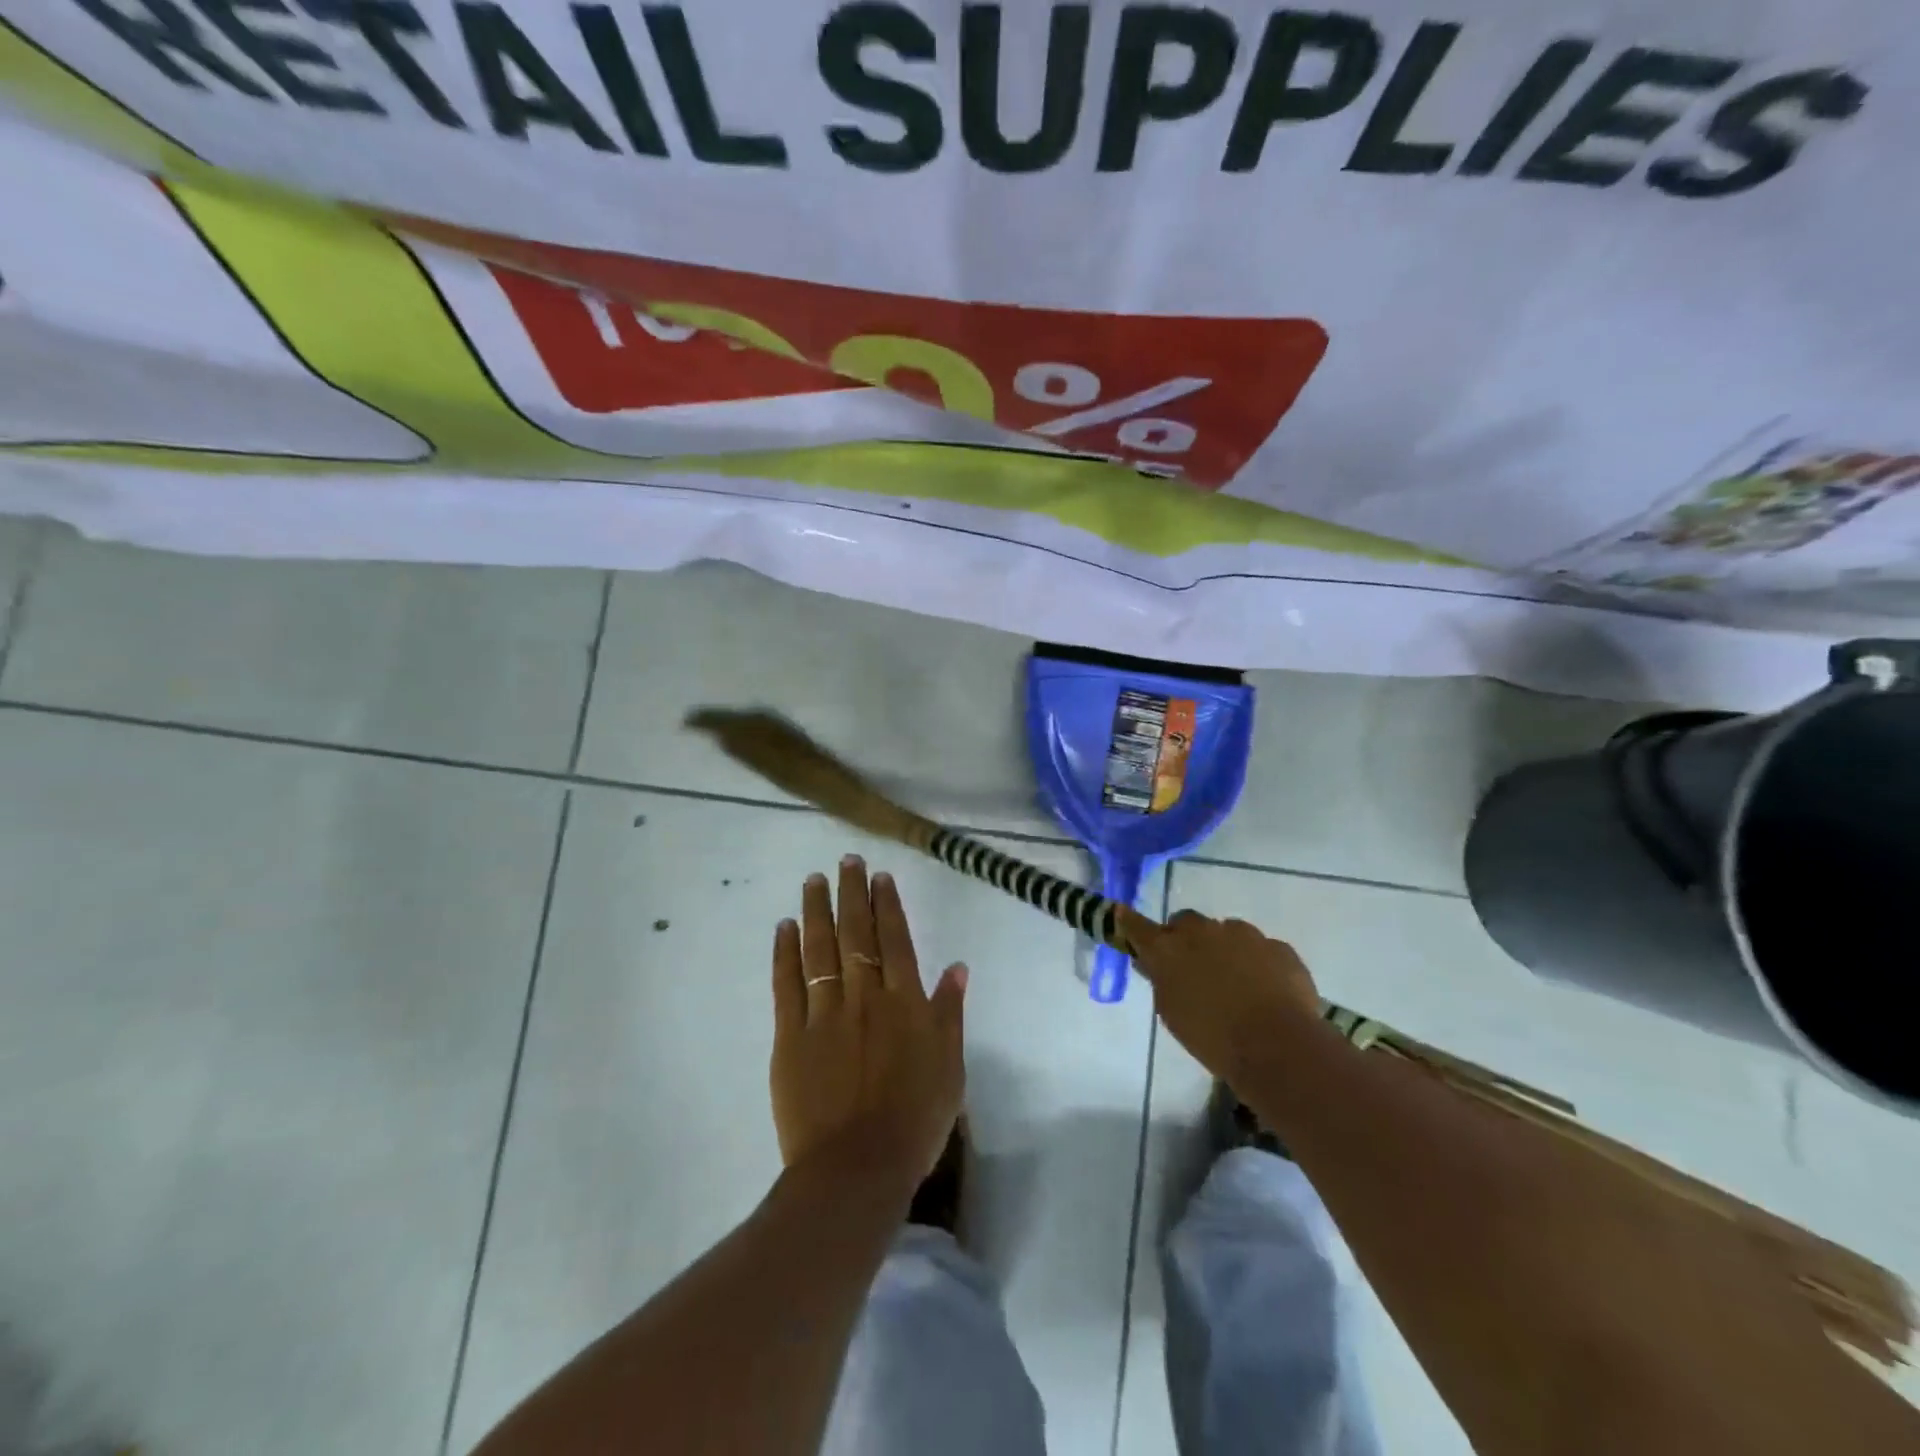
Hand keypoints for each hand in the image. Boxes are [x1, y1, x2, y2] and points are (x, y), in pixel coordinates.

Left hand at [770, 857, 966, 1186]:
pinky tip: (785, 927)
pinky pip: (787, 985)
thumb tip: (958, 966)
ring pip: (820, 948)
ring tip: (814, 880)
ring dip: (817, 910)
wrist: (857, 1169)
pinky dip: (785, 952)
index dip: (887, 904)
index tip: (879, 876)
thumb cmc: (914, 1121)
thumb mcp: (950, 1068)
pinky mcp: (790, 1036)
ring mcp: (824, 1014)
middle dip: (851, 893)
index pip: (895, 939)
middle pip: (856, 933)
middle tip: (846, 860)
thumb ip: (950, 1013)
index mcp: (904, 1002)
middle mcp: (864, 996)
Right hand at [1127, 910, 1319, 1085]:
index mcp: (1167, 950)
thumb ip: (1162, 981)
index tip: (1121, 914)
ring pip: (1226, 932)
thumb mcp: (1172, 1013)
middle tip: (1193, 967)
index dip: (1128, 921)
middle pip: (1186, 923)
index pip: (1137, 926)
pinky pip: (1261, 949)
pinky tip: (1267, 992)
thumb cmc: (1212, 1038)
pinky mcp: (1278, 946)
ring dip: (1225, 950)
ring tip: (1237, 985)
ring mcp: (1244, 934)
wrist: (1278, 1048)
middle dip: (1186, 939)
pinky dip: (1259, 964)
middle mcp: (1202, 931)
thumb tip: (1157, 965)